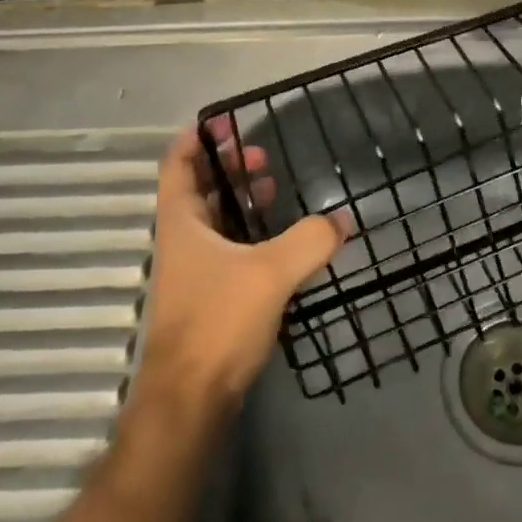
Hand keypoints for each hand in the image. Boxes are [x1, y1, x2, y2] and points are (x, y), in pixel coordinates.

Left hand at [130, 120, 349, 414]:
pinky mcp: (210, 298)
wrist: (190, 400)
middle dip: (227, 168)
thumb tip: (343, 219)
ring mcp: (194, 272)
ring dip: (240, 201)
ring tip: (273, 188)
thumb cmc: (218, 321)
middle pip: (198, 190)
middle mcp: (182, 242)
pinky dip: (250, 235)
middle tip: (261, 155)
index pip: (177, 165)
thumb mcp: (271, 272)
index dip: (196, 139)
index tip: (222, 121)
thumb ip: (310, 240)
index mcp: (182, 223)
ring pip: (214, 222)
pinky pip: (229, 250)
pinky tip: (280, 240)